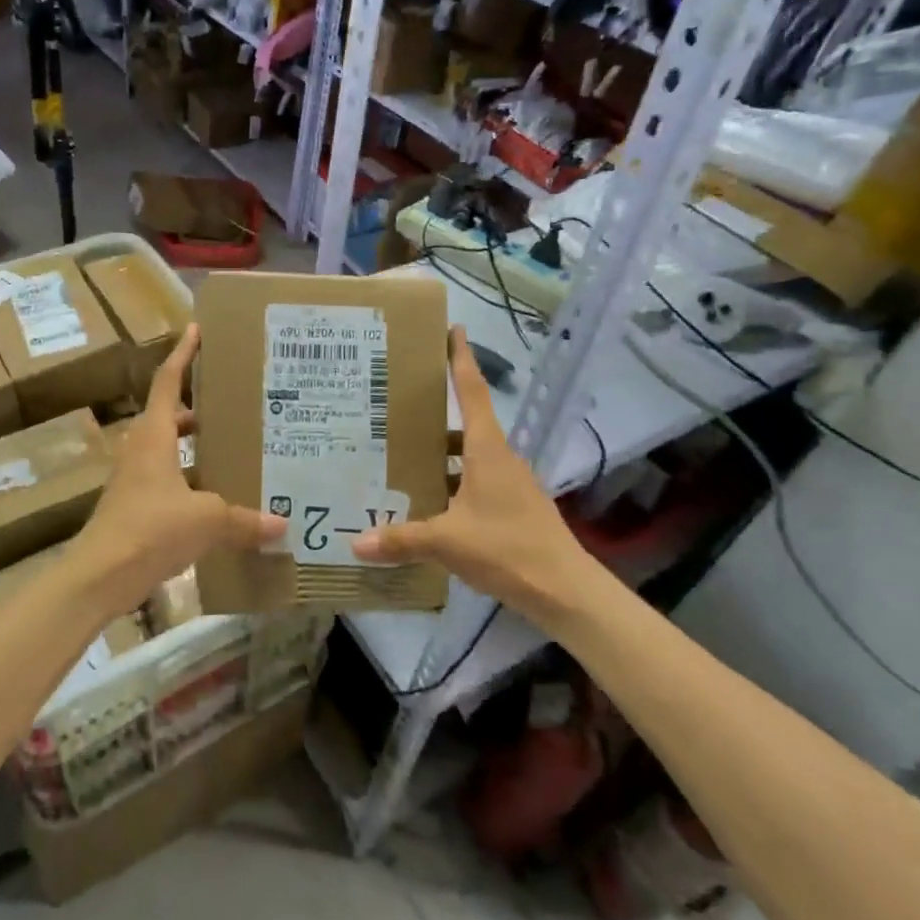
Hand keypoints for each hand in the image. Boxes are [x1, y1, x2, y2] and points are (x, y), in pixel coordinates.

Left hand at [71, 326, 282, 614]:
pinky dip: (193, 479)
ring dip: (197, 445)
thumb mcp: (206, 519)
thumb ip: (244, 520)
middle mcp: (143, 450)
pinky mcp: (137, 506)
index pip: (169, 382)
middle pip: (171, 415)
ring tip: (236, 445)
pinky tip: (221, 495)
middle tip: (236, 401)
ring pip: (171, 449)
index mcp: (154, 436)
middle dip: (200, 406)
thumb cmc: (150, 529)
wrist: (99, 576)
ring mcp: (136, 479)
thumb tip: (281, 525)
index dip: (184, 354)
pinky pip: (171, 480)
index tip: (198, 330)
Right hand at [353, 326, 592, 623]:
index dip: (461, 360)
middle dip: (434, 418)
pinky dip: (451, 485)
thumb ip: (401, 539)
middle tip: (396, 412)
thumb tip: (355, 543)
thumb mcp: (447, 542)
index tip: (454, 330)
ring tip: (401, 461)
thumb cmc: (507, 549)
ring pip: (469, 459)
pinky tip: (428, 505)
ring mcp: (510, 485)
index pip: (472, 393)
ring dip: (441, 457)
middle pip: (465, 426)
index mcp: (487, 451)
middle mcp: (500, 460)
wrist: (565, 590)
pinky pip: (475, 485)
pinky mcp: (513, 509)